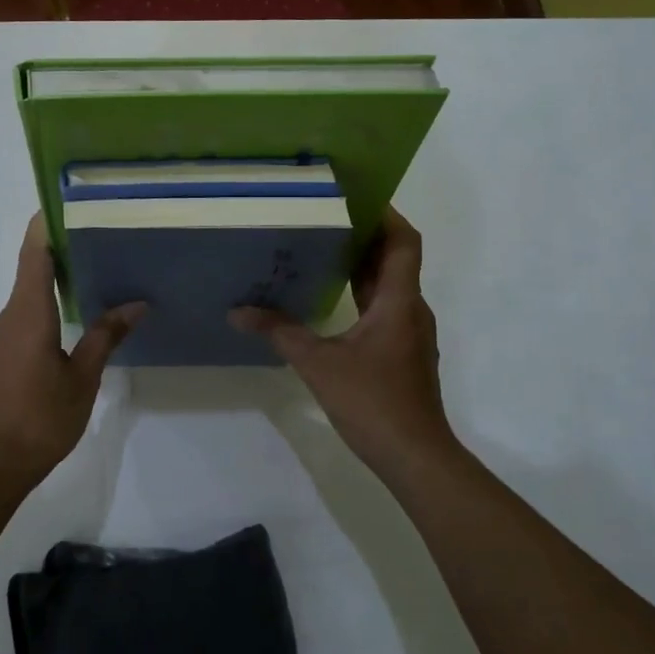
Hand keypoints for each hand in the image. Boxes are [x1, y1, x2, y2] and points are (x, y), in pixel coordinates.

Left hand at [0, 215, 144, 486]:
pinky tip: (81, 308)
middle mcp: (11, 314)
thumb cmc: (38, 419)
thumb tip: (136, 304)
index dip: (48, 221)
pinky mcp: (5, 353)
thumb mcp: (82, 378)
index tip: (73, 201)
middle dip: (65, 244)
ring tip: (102, 264)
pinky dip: (53, 298)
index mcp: (28, 311)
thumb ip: (105, 337)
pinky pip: (29, 311)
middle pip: (34, 265)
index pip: (35, 250)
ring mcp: (4, 335)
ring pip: (32, 290)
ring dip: (60, 274)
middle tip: (106, 230)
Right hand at [230, 209, 458, 478]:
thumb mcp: (319, 364)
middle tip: (325, 217)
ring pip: (389, 284)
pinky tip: (331, 298)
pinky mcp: (402, 351)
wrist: (415, 456)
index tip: (356, 197)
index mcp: (399, 301)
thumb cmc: (373, 402)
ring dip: (362, 265)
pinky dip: (362, 293)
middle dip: (365, 235)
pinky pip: (384, 307)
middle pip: (395, 258)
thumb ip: (280, 333)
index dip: (386, 214)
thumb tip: (239, 312)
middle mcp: (410, 309)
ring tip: (322, 248)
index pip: (404, 242)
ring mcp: (409, 332)